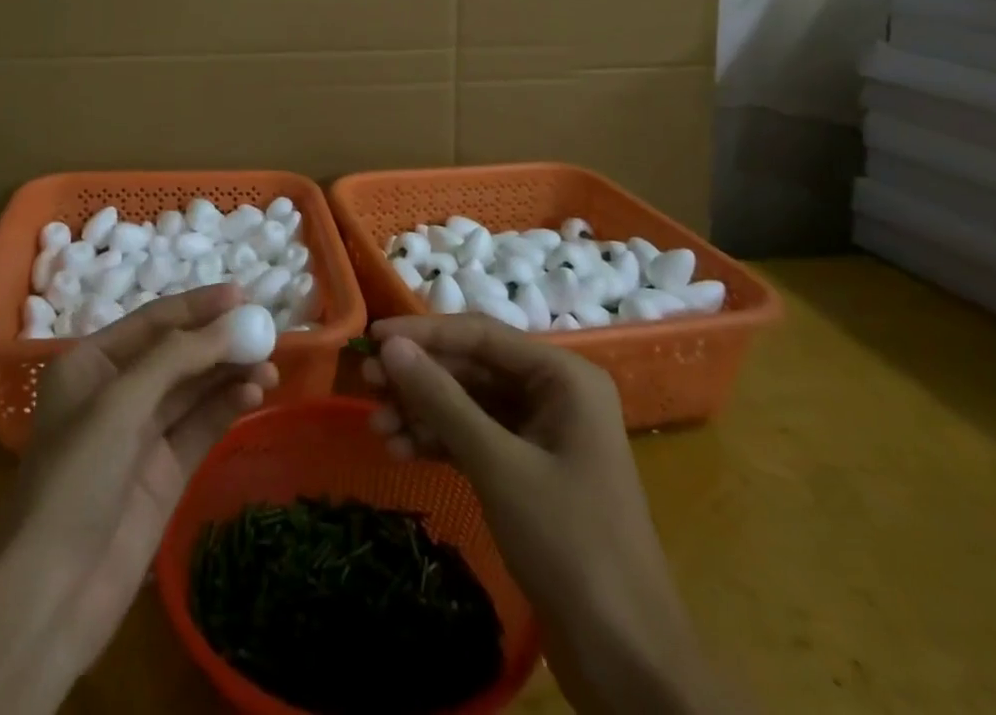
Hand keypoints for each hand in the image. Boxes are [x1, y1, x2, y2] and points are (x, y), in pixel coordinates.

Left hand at [1, 284, 277, 670]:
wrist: (50, 594)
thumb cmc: (75, 478)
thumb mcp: (120, 403)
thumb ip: (177, 357)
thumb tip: (232, 321)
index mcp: (91, 364)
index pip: (153, 321)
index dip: (198, 306)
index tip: (243, 295)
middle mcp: (117, 391)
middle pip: (178, 353)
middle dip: (219, 340)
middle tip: (265, 330)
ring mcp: (143, 434)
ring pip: (195, 389)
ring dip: (230, 372)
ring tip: (269, 364)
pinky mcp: (165, 472)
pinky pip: (202, 426)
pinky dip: (228, 406)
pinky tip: (255, 393)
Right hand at [362, 315, 739, 714]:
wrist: (628, 662)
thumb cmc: (570, 544)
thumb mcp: (498, 465)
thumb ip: (442, 400)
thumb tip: (390, 347)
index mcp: (563, 376)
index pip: (481, 335)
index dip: (424, 333)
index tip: (372, 339)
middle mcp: (554, 394)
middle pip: (472, 368)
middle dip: (420, 378)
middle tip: (367, 385)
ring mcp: (542, 435)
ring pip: (469, 404)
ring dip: (423, 413)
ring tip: (378, 428)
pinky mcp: (529, 473)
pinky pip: (475, 439)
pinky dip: (439, 442)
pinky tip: (402, 452)